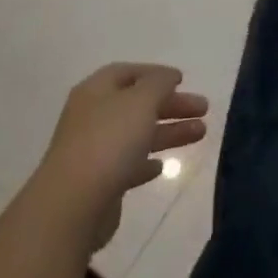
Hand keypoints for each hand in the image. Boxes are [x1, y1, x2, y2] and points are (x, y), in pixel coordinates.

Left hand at [36, 63, 209, 250]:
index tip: (183, 80)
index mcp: (96, 91)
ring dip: (168, 131)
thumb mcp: (141, 101)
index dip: (155, 73)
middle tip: (203, 108)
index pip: (127, 73)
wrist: (74, 204)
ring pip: (137, 134)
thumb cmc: (109, 141)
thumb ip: (158, 83)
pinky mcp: (99, 183)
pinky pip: (128, 165)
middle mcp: (92, 117)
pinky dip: (147, 162)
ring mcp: (94, 151)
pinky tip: (162, 166)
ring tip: (202, 133)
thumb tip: (167, 76)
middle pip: (136, 104)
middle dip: (171, 104)